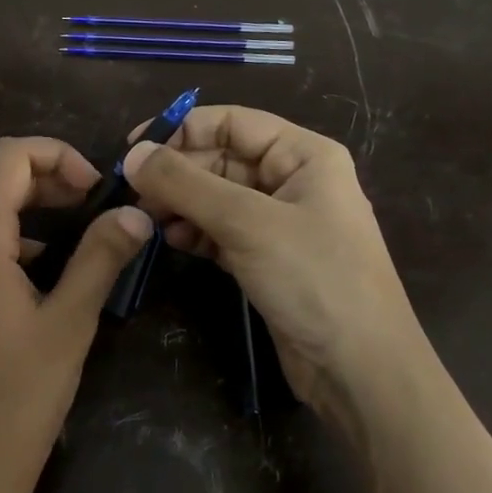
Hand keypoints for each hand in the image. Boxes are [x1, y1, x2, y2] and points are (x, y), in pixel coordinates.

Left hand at [0, 137, 151, 492]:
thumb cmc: (19, 397)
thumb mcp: (70, 322)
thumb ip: (101, 258)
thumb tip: (134, 214)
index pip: (7, 157)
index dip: (56, 155)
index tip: (94, 187)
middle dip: (43, 178)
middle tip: (89, 203)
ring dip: (24, 208)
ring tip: (71, 233)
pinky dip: (4, 239)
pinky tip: (37, 272)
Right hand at [122, 106, 435, 438]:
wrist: (359, 369)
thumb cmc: (313, 279)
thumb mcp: (246, 223)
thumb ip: (185, 184)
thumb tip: (132, 154)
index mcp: (303, 156)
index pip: (232, 122)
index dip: (181, 129)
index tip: (132, 148)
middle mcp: (292, 181)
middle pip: (221, 159)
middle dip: (176, 172)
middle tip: (132, 192)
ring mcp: (279, 223)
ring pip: (216, 197)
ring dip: (180, 203)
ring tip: (146, 218)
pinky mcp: (266, 259)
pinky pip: (220, 231)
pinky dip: (194, 232)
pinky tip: (170, 240)